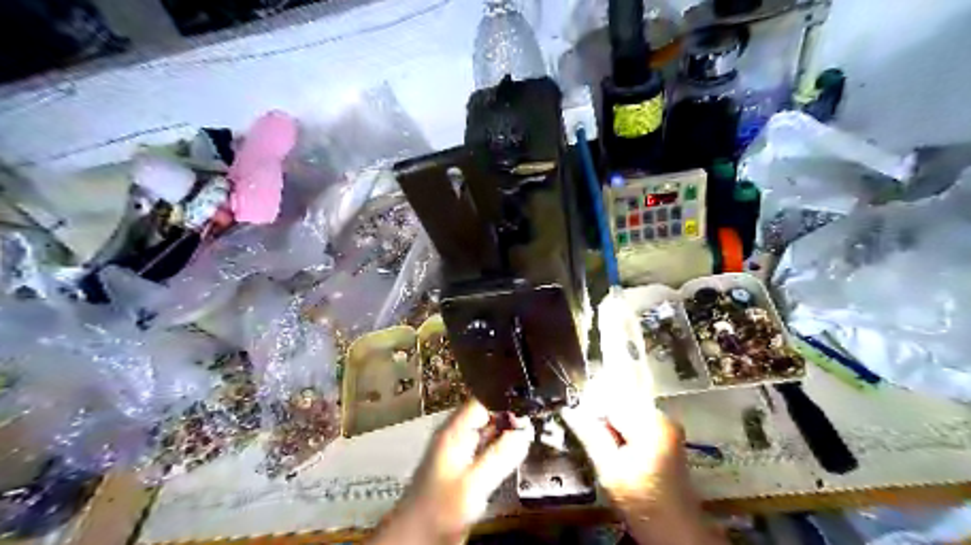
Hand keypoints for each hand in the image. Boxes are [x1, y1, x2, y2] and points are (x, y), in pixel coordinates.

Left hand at [367, 398, 529, 542]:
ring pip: (489, 434)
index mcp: (454, 432)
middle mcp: (456, 437)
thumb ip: (500, 456)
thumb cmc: (437, 510)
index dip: (505, 403)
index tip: (526, 411)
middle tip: (530, 428)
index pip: (482, 401)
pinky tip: (512, 458)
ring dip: (506, 436)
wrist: (417, 537)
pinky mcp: (464, 470)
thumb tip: (523, 434)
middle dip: (509, 420)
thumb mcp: (473, 482)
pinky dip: (501, 452)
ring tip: (525, 440)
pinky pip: (487, 452)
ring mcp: (460, 453)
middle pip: (487, 416)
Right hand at [563, 362, 718, 544]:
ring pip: (626, 411)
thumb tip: (568, 410)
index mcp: (650, 423)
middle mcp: (662, 416)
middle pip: (619, 404)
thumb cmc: (641, 503)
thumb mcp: (609, 471)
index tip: (578, 426)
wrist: (676, 531)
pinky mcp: (667, 434)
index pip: (610, 401)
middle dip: (601, 418)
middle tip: (592, 442)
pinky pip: (636, 421)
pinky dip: (622, 430)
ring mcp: (667, 425)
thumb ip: (590, 436)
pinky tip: (618, 450)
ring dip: (611, 425)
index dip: (590, 411)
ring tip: (606, 449)